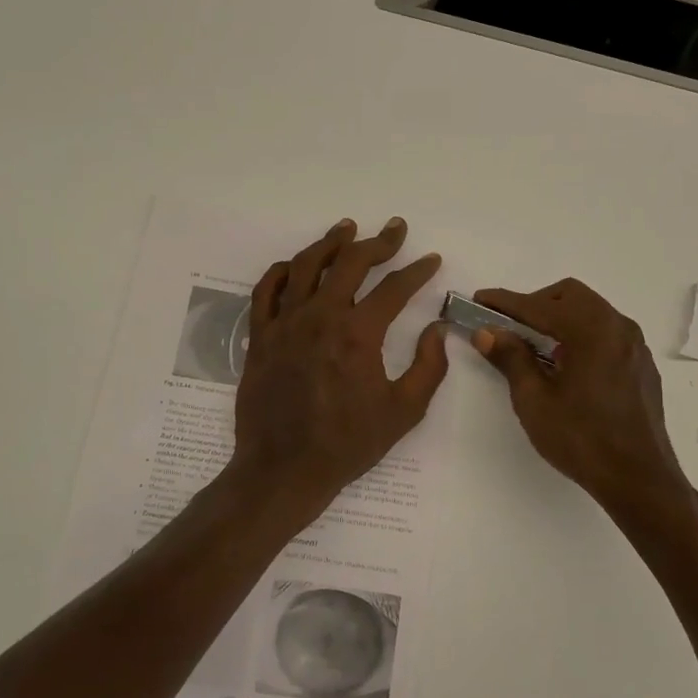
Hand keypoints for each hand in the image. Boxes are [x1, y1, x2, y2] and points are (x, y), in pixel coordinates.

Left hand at [228, 217, 449, 529]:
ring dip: (329, 243)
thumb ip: (429, 367)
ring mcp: (285, 324)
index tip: (430, 259)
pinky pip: (265, 291)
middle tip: (394, 229)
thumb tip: (438, 329)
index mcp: (358, 334)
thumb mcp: (404, 412)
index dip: (417, 271)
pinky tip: (294, 266)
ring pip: (305, 266)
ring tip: (346, 228)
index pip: (394, 288)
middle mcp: (320, 317)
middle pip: (350, 263)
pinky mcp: (260, 336)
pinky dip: (281, 271)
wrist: (284, 469)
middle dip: (377, 242)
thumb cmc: (347, 444)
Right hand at [473, 279, 697, 528]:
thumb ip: (511, 358)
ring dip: (560, 318)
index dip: (505, 302)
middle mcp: (618, 327)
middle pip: (570, 296)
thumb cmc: (582, 439)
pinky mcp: (641, 364)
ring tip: (536, 348)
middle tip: (509, 328)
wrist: (639, 480)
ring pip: (591, 311)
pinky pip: (606, 333)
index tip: (479, 300)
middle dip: (536, 304)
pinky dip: (581, 334)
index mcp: (591, 330)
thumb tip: (487, 332)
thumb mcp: (534, 400)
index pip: (539, 305)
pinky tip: (567, 366)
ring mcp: (635, 345)